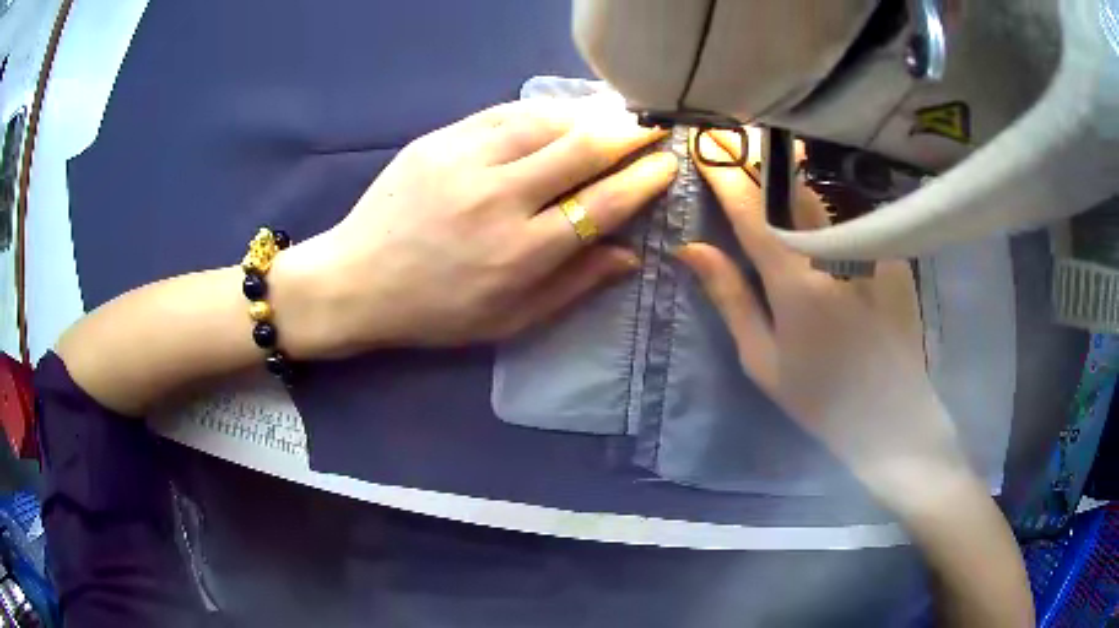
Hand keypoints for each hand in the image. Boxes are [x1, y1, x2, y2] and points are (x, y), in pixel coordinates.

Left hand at [277, 97, 674, 356]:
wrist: (356, 281)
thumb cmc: (435, 312)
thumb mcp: (508, 321)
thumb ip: (573, 286)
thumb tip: (629, 255)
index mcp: (521, 252)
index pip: (603, 202)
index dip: (644, 179)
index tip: (668, 163)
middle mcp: (498, 199)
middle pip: (581, 149)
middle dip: (629, 133)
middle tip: (654, 125)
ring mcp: (464, 162)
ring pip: (544, 121)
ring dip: (588, 114)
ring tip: (615, 114)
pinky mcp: (438, 140)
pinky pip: (503, 112)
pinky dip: (541, 108)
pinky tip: (561, 109)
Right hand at [678, 130, 966, 486]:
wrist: (891, 417)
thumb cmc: (820, 397)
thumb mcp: (762, 359)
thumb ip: (730, 297)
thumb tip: (691, 248)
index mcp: (796, 281)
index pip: (752, 211)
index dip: (726, 176)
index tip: (706, 148)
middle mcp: (835, 252)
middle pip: (792, 190)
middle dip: (761, 163)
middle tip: (738, 146)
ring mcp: (869, 251)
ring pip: (823, 200)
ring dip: (795, 186)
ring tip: (777, 176)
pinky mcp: (893, 257)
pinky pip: (852, 222)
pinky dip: (831, 215)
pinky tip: (825, 227)